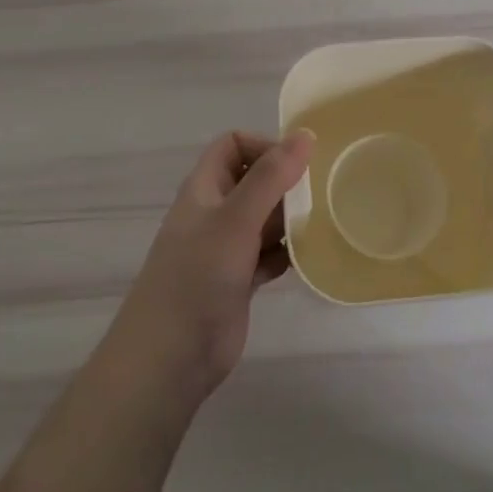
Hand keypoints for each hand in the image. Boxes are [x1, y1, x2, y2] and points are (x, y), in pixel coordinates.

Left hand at [106, 129, 313, 405]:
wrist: (170, 357)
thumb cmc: (198, 277)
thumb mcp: (236, 219)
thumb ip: (271, 176)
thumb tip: (305, 134)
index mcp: (205, 188)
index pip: (234, 145)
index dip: (264, 146)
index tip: (298, 165)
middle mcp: (214, 212)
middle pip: (254, 180)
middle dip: (286, 183)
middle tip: (321, 194)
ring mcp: (225, 248)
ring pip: (264, 218)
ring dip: (290, 218)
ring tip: (322, 222)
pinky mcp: (238, 280)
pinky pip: (269, 254)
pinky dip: (288, 252)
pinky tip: (310, 257)